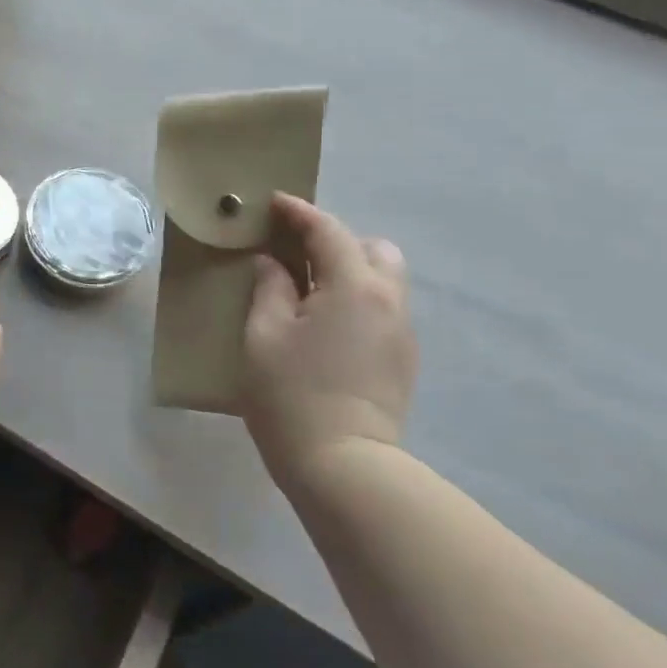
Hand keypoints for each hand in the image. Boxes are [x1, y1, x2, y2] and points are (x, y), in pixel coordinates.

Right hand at [241, 193, 418, 493]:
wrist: (343, 465)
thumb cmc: (291, 393)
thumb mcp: (264, 333)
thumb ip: (270, 288)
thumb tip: (273, 264)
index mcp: (353, 286)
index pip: (328, 231)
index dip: (299, 212)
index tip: (274, 203)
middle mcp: (388, 301)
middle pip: (373, 249)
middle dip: (337, 242)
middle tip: (296, 255)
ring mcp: (402, 332)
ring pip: (384, 280)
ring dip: (349, 271)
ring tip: (308, 290)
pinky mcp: (402, 359)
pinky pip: (382, 309)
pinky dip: (356, 299)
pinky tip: (325, 323)